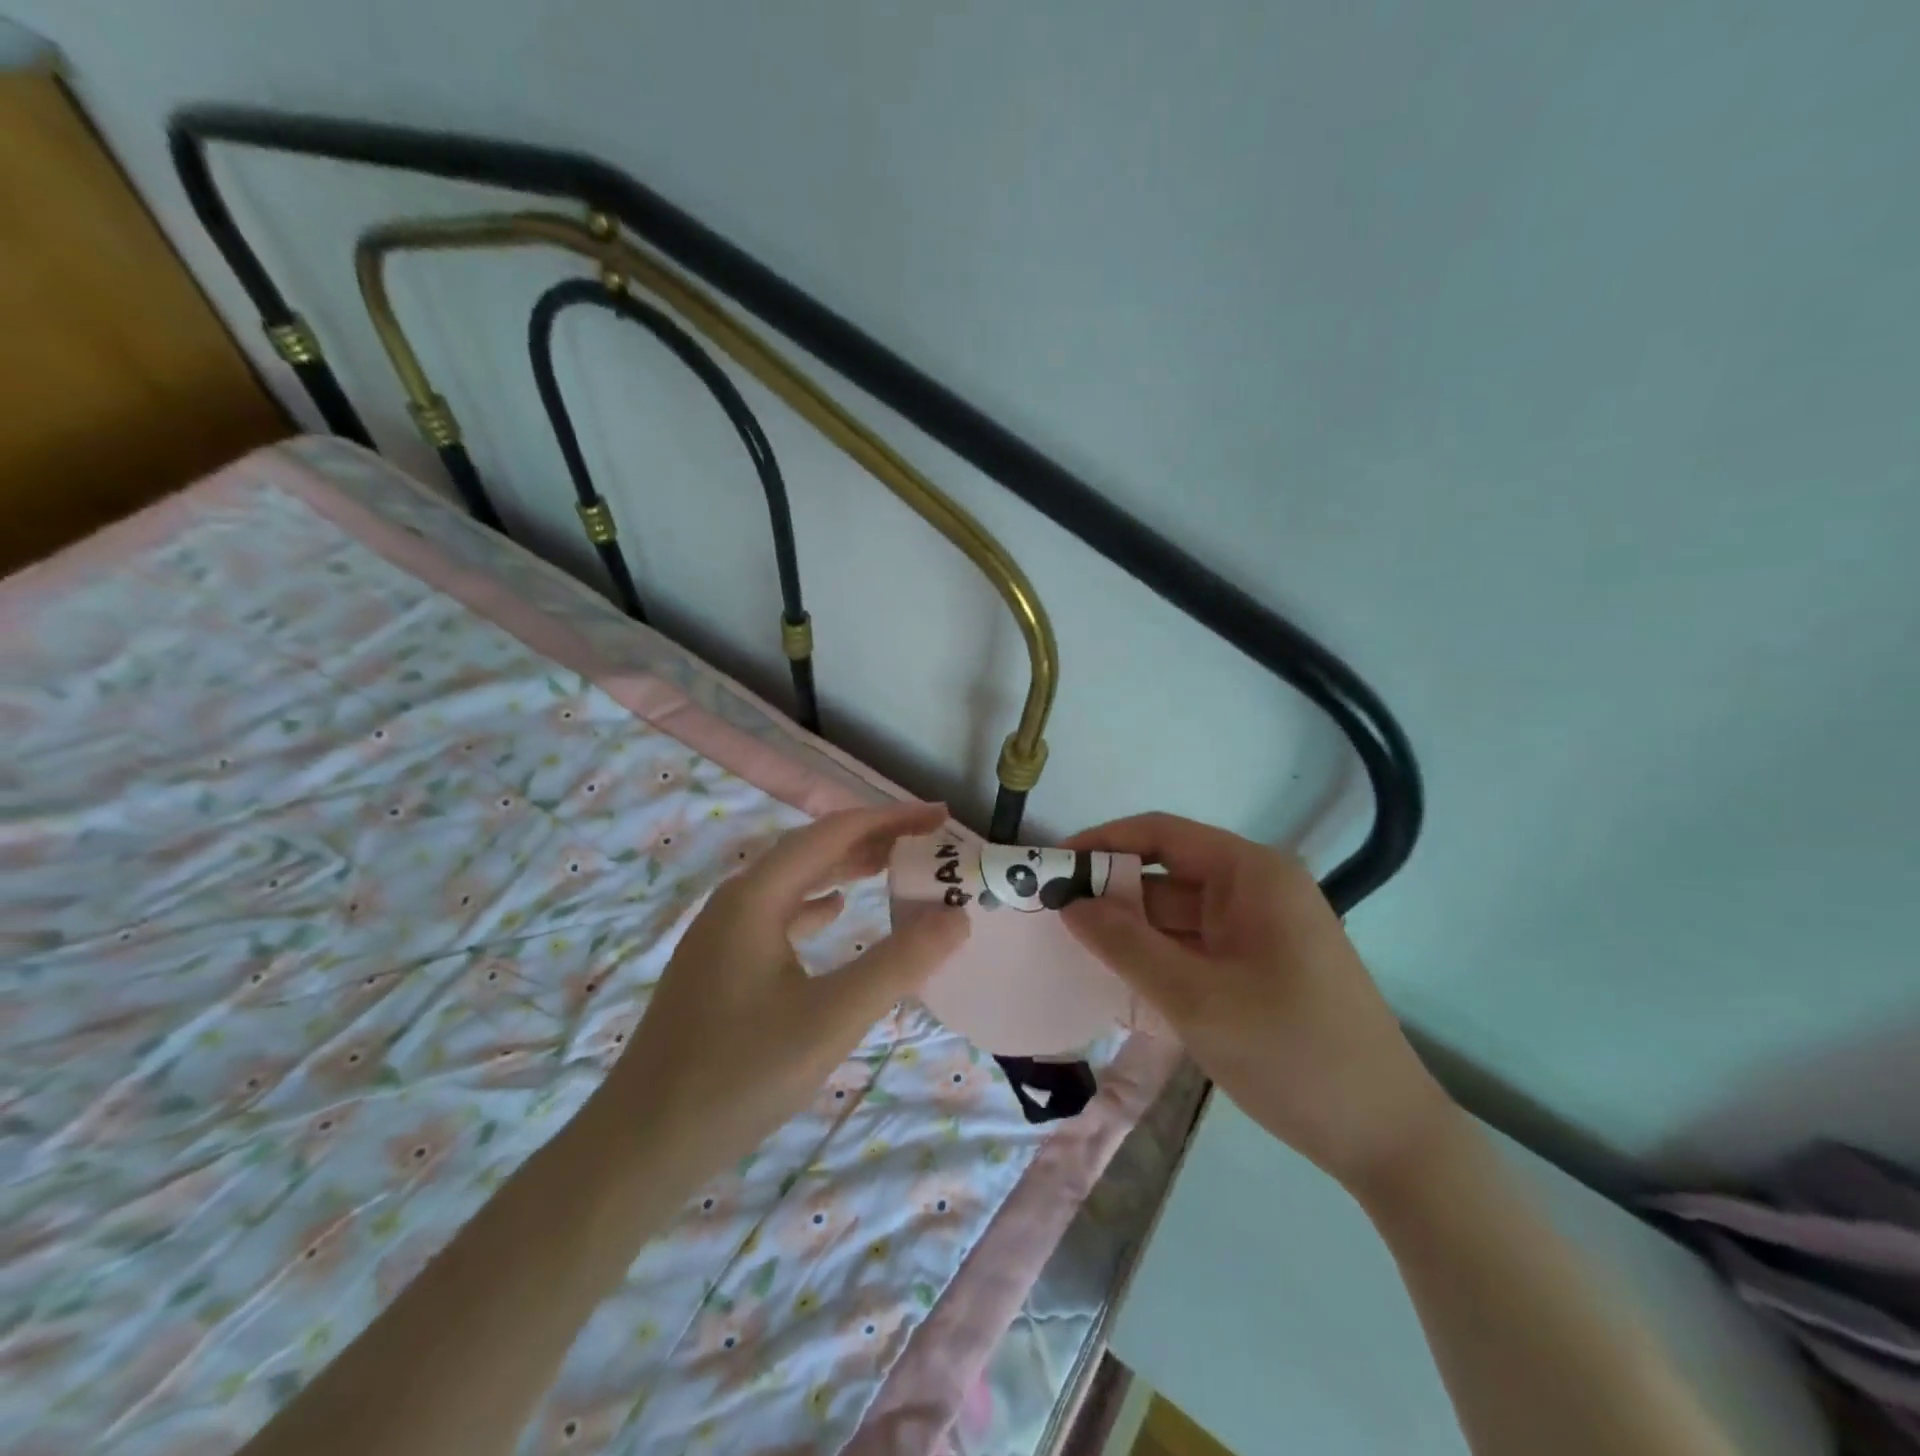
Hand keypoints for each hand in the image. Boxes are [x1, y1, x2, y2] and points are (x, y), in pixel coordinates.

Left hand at [604, 802, 968, 1182]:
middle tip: (926, 842)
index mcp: (756, 897)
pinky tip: (835, 912)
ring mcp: (721, 933)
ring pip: (794, 881)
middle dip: (871, 839)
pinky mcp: (718, 966)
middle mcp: (735, 901)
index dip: (890, 819)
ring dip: (845, 867)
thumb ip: (899, 963)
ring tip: (892, 867)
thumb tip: (957, 916)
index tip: (939, 817)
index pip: (833, 833)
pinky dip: (815, 904)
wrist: (640, 1147)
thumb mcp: (831, 1019)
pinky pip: (778, 914)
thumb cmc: (738, 1076)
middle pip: (811, 849)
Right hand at [1062, 813, 1453, 1201]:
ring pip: (1179, 916)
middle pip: (1168, 876)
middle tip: (1052, 919)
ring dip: (1133, 933)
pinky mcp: (1262, 966)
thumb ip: (1125, 944)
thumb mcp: (1194, 998)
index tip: (1054, 866)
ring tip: (1074, 951)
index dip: (1104, 842)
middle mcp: (1258, 890)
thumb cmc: (1290, 1053)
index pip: (1162, 834)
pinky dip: (1159, 959)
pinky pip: (1197, 947)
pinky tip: (1121, 981)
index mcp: (1251, 874)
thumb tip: (1068, 903)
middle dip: (1112, 895)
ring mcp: (1262, 930)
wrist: (1387, 1139)